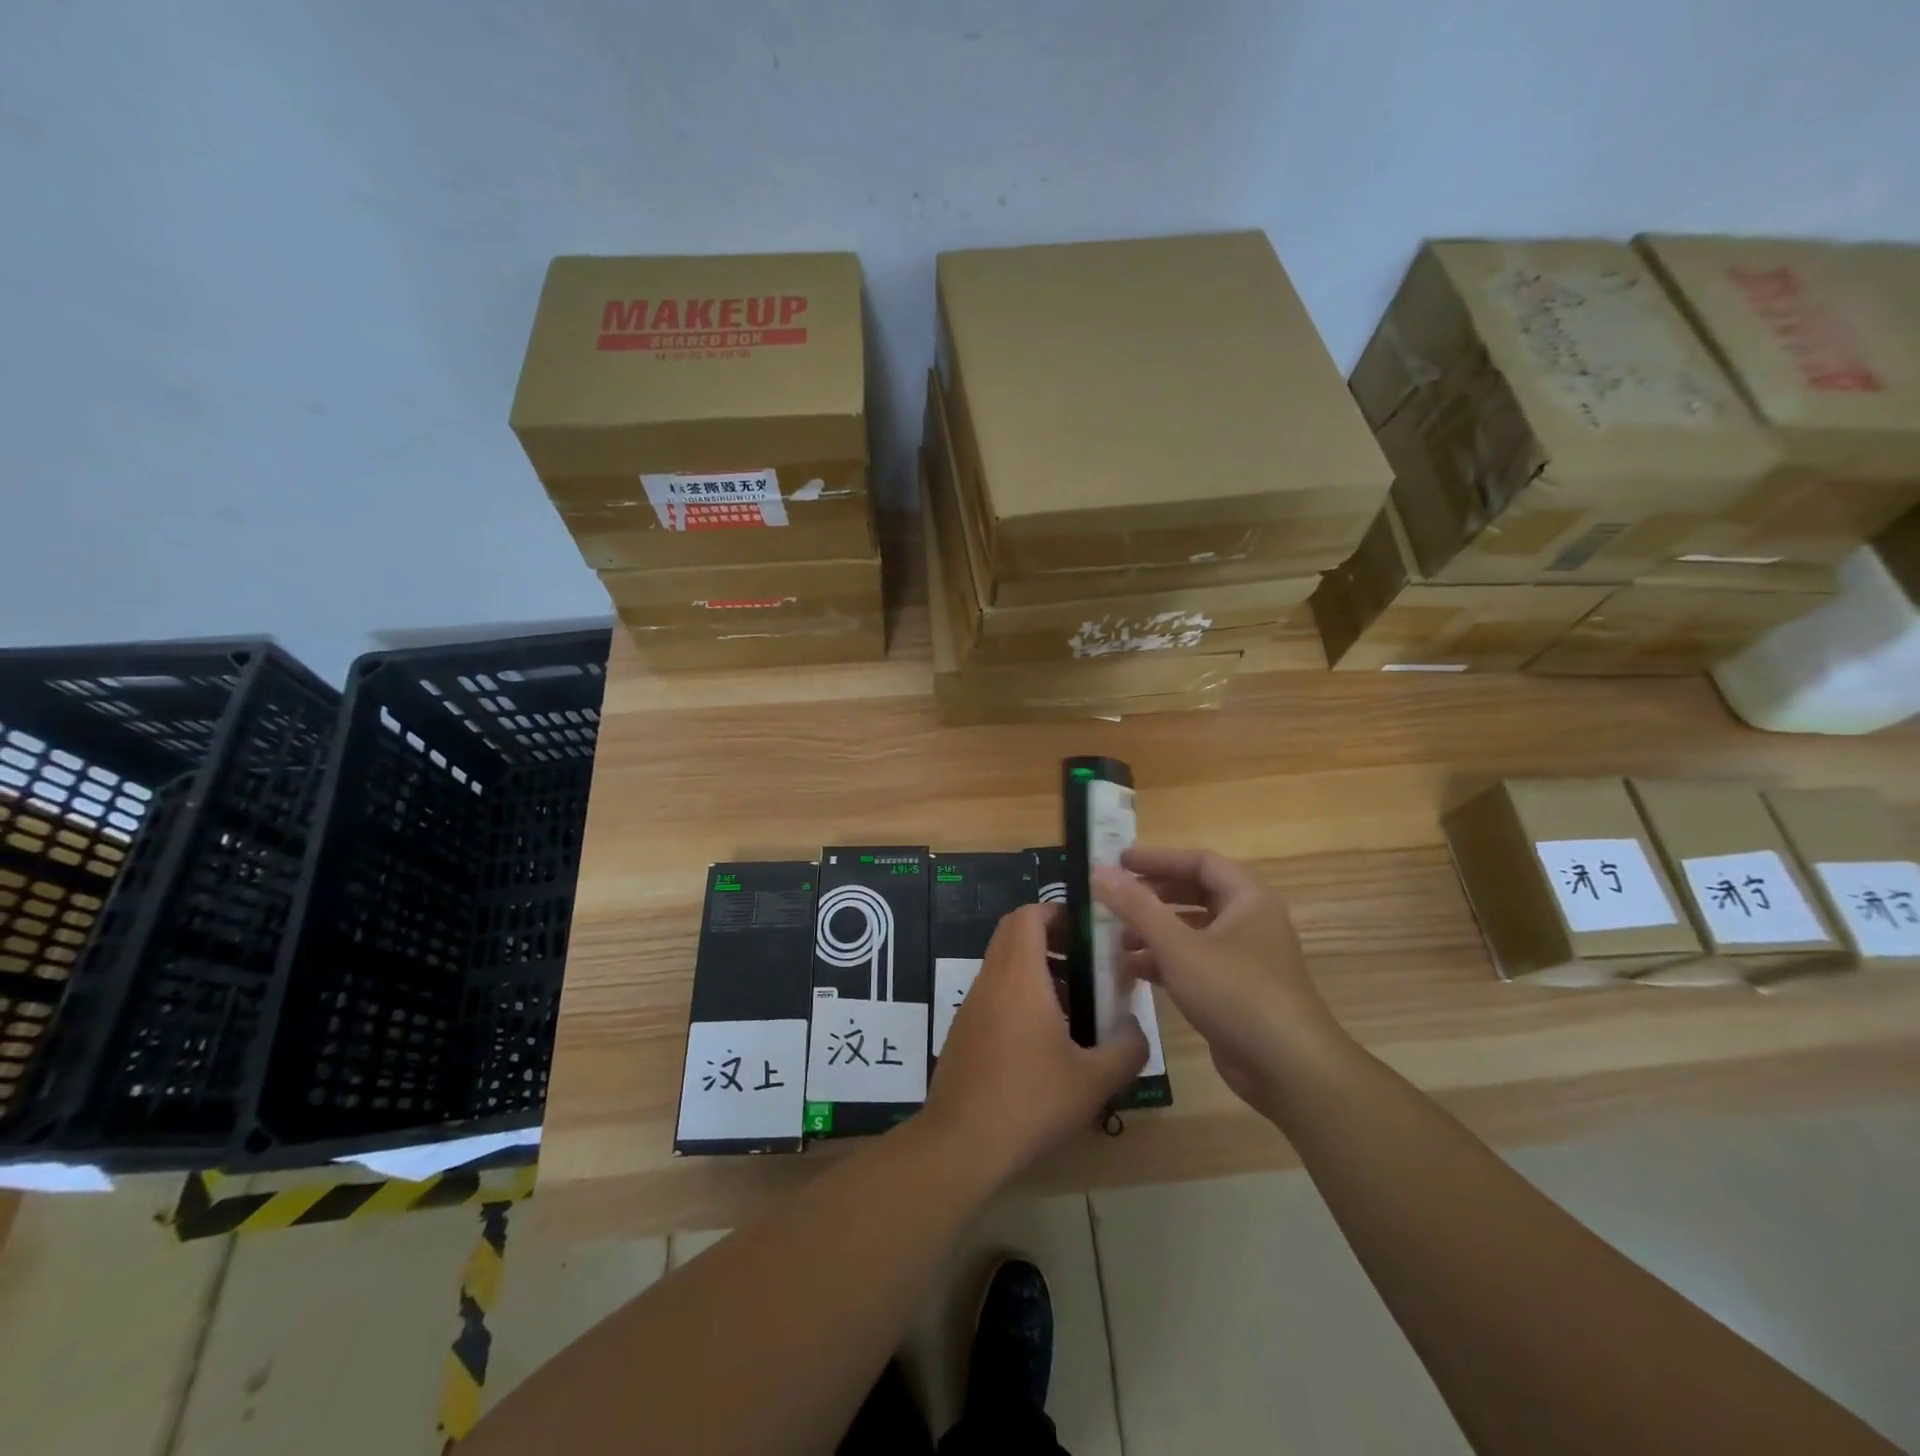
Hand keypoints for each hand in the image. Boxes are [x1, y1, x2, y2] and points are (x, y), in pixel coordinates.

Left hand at [924, 903, 1147, 1180]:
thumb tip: (1135, 1029)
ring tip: (1073, 1004)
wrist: (961, 1143)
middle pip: (1013, 934)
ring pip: (1003, 965)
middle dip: (1050, 938)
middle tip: (1085, 963)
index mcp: (1019, 976)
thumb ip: (1126, 1049)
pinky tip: (1044, 1041)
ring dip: (1036, 970)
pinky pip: (993, 995)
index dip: (1057, 912)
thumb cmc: (1031, 1100)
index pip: (1028, 915)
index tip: (1086, 930)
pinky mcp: (963, 1032)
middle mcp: (991, 980)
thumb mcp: (1094, 1080)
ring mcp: (971, 1006)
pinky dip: (1019, 997)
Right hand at [1092, 849, 1351, 1117]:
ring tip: (1117, 940)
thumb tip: (1099, 870)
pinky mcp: (1238, 991)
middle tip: (1115, 899)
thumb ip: (1136, 907)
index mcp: (1247, 898)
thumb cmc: (1235, 992)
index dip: (1158, 859)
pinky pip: (1196, 962)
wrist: (1289, 1069)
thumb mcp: (1178, 946)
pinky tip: (1134, 971)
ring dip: (1155, 931)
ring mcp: (1246, 958)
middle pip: (1196, 894)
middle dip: (1154, 896)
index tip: (1119, 862)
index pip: (1199, 862)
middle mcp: (1251, 921)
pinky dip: (1167, 961)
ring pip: (1194, 931)